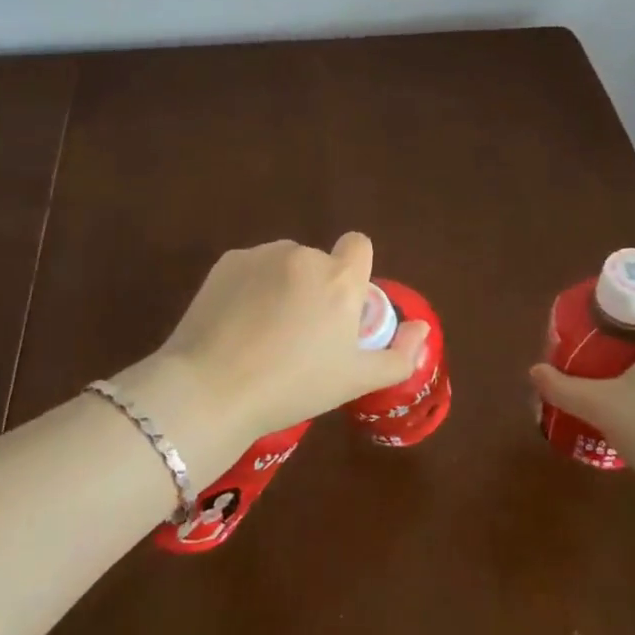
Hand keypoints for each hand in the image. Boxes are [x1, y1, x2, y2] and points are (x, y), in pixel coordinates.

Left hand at [147, 234, 429, 453]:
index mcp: (339, 279)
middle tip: (300, 334)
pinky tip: (236, 324)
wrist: (212, 389)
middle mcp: (303, 256)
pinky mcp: (226, 262)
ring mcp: (261, 255)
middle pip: (319, 261)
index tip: (340, 308)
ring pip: (283, 263)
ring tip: (263, 332)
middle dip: (315, 287)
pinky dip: (250, 287)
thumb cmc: (293, 387)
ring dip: (283, 284)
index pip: (359, 244)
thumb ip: (399, 355)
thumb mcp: (355, 381)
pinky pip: (251, 268)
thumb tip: (422, 330)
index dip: (355, 271)